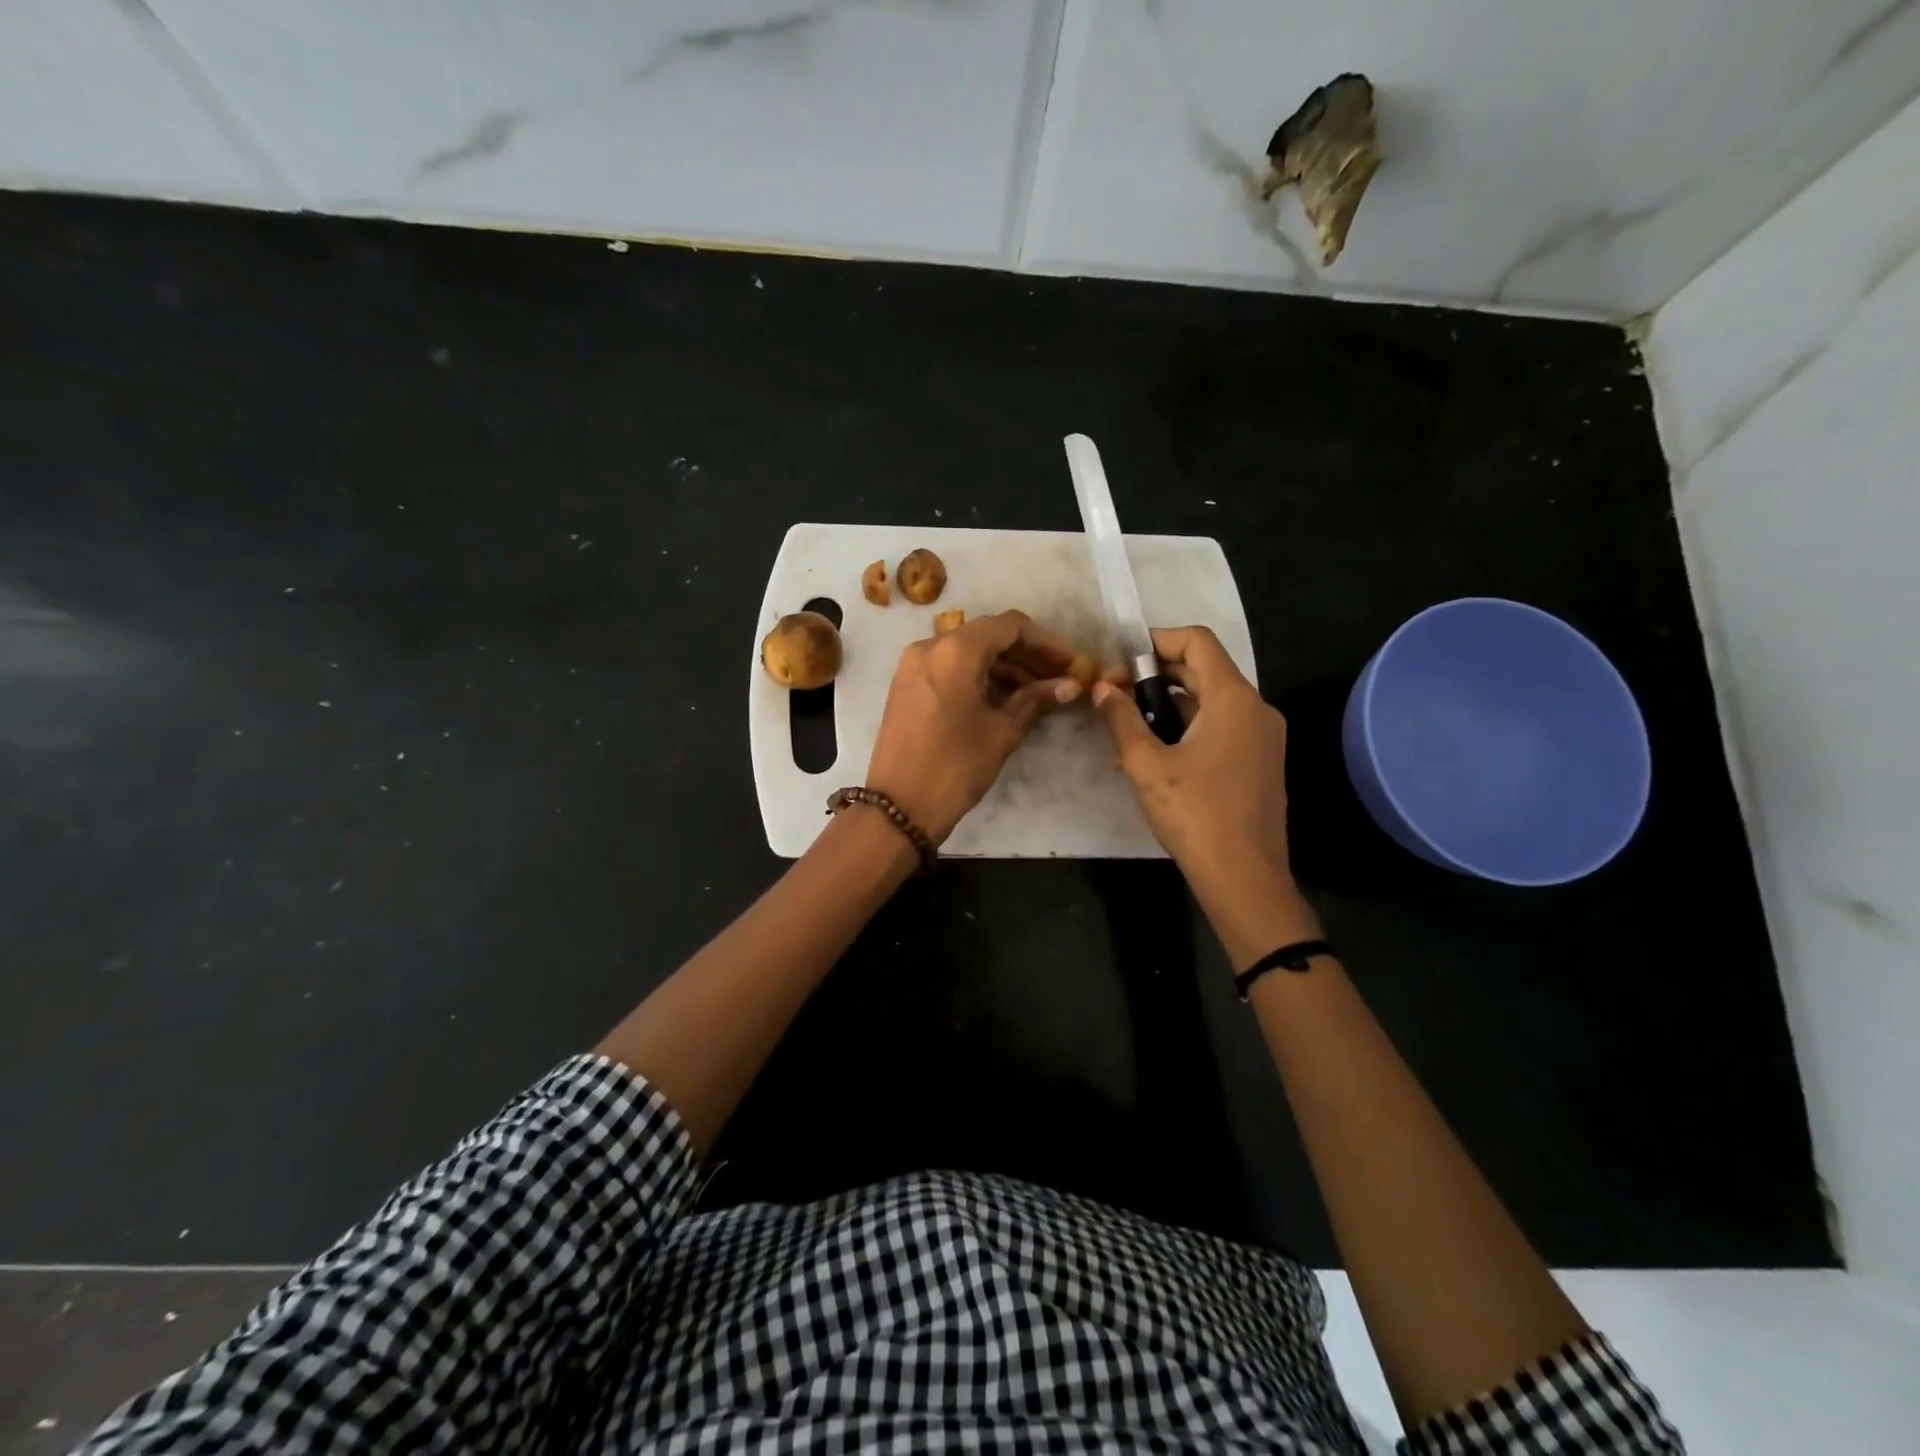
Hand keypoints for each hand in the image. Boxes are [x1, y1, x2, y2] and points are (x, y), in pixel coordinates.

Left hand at [865, 610, 1084, 843]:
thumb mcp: (1002, 731)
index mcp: (956, 650)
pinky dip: (978, 675)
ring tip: (1037, 693)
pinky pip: (949, 666)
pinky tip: (1004, 698)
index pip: (1010, 625)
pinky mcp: (906, 684)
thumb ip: (1036, 699)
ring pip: (968, 650)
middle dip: (1026, 654)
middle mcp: (931, 646)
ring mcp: (913, 664)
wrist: (898, 806)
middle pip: (988, 635)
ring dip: (1003, 666)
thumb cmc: (955, 766)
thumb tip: (1071, 685)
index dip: (1046, 641)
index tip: (1070, 663)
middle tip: (1058, 678)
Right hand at [1092, 626, 1300, 902]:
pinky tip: (1154, 753)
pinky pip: (1221, 726)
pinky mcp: (1260, 761)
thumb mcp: (1146, 764)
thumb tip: (1101, 687)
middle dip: (1155, 674)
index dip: (1155, 641)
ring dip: (1168, 703)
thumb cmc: (1194, 814)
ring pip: (1211, 700)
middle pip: (1203, 669)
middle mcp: (1256, 708)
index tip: (1119, 661)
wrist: (1244, 877)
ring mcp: (1263, 736)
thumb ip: (1121, 718)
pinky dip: (1187, 726)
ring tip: (1126, 726)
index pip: (1197, 641)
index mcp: (1234, 699)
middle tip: (1114, 694)